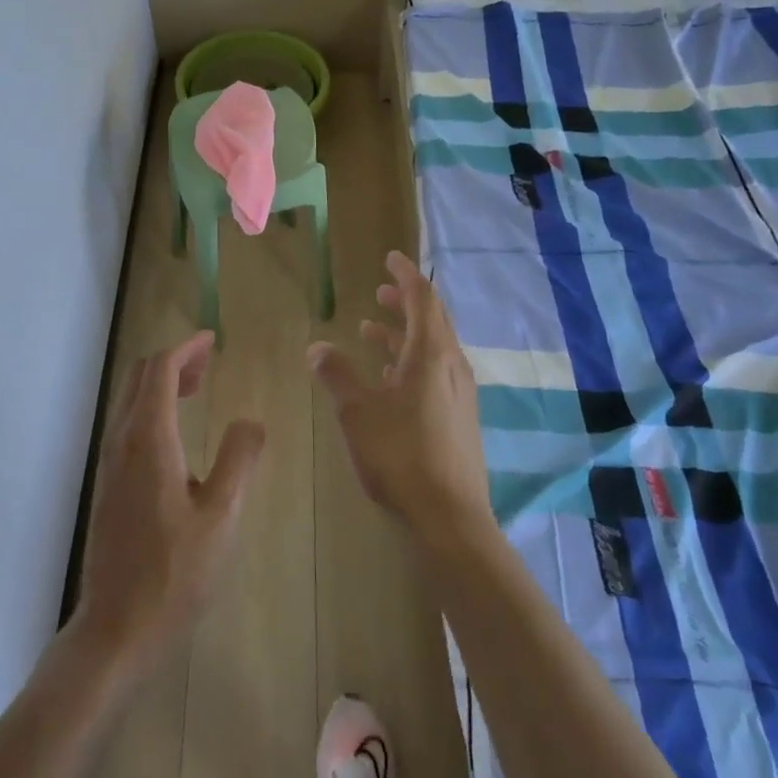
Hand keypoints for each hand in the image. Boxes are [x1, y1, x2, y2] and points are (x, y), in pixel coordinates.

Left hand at [71, 330, 265, 677]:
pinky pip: (127, 423)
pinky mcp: (108, 483)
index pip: (160, 370)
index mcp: (149, 440)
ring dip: (161, 383)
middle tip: (209, 362)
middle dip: (173, 360)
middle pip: (139, 377)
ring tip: (198, 388)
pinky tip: (177, 433)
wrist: (116, 628)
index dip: (186, 348)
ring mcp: (109, 463)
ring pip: (130, 400)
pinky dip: (152, 407)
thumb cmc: (174, 574)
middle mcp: (122, 441)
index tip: (212, 341)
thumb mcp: (222, 517)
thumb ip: (238, 461)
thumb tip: (250, 422)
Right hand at [308, 251, 495, 551]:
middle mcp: (452, 366)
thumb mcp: (358, 413)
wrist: (450, 518)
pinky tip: (388, 377)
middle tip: (380, 292)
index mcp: (431, 355)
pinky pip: (435, 372)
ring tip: (373, 329)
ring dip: (404, 334)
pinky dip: (411, 361)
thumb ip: (337, 375)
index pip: (423, 299)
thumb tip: (318, 347)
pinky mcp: (459, 417)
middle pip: (432, 321)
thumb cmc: (400, 456)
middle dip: (405, 302)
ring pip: (433, 348)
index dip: (406, 276)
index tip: (391, 259)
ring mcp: (459, 393)